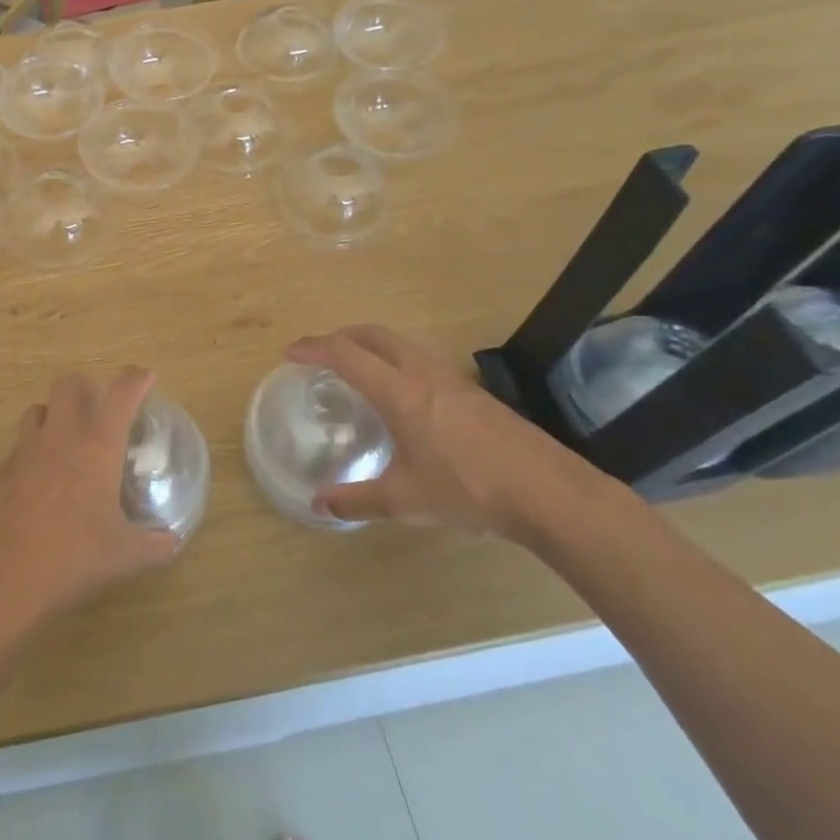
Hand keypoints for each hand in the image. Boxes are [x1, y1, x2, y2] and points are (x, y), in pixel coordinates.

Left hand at [0, 369, 180, 625]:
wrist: (5, 582)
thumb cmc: (73, 560)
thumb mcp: (124, 556)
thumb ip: (155, 545)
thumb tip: (173, 542)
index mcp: (97, 447)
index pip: (121, 395)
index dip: (135, 379)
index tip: (145, 377)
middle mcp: (60, 438)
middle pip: (69, 384)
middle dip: (87, 388)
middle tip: (100, 409)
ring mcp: (24, 452)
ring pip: (37, 410)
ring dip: (53, 415)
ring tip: (66, 440)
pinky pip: (17, 448)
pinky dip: (31, 453)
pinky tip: (39, 481)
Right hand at [284, 325, 600, 541]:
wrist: (548, 492)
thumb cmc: (469, 489)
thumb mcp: (406, 499)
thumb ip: (358, 499)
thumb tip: (319, 504)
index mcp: (398, 392)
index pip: (346, 354)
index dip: (314, 348)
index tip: (290, 354)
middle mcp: (422, 373)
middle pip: (374, 335)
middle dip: (341, 336)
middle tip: (320, 353)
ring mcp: (452, 379)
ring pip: (401, 345)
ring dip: (371, 346)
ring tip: (357, 370)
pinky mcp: (473, 392)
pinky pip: (421, 361)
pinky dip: (396, 362)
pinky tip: (402, 397)